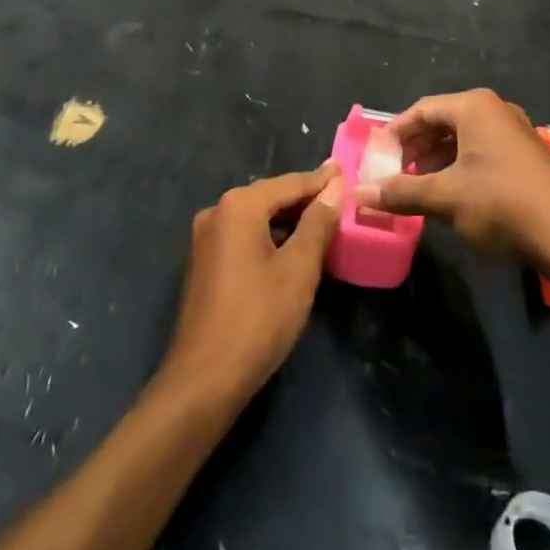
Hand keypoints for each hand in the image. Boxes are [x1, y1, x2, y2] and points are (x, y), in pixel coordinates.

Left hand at [160, 165, 343, 407]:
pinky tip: (291, 248)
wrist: (204, 379)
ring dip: (287, 219)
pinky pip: (243, 236)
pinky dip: (269, 236)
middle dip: (304, 198)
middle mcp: (217, 211)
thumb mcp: (298, 269)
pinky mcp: (204, 262)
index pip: (289, 184)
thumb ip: (317, 223)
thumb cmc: (258, 319)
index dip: (320, 180)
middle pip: (270, 196)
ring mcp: (205, 238)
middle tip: (338, 196)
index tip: (345, 169)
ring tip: (322, 221)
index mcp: (239, 206)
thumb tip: (334, 188)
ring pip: (256, 217)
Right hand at [355, 89, 549, 271]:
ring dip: (437, 158)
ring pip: (463, 137)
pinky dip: (460, 166)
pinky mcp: (526, 155)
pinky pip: (482, 150)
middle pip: (443, 121)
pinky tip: (451, 192)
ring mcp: (515, 132)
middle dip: (416, 146)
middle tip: (395, 172)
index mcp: (474, 107)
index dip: (396, 132)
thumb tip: (358, 194)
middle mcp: (495, 110)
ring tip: (417, 185)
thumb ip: (401, 193)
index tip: (378, 155)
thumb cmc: (501, 203)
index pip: (422, 109)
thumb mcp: (445, 198)